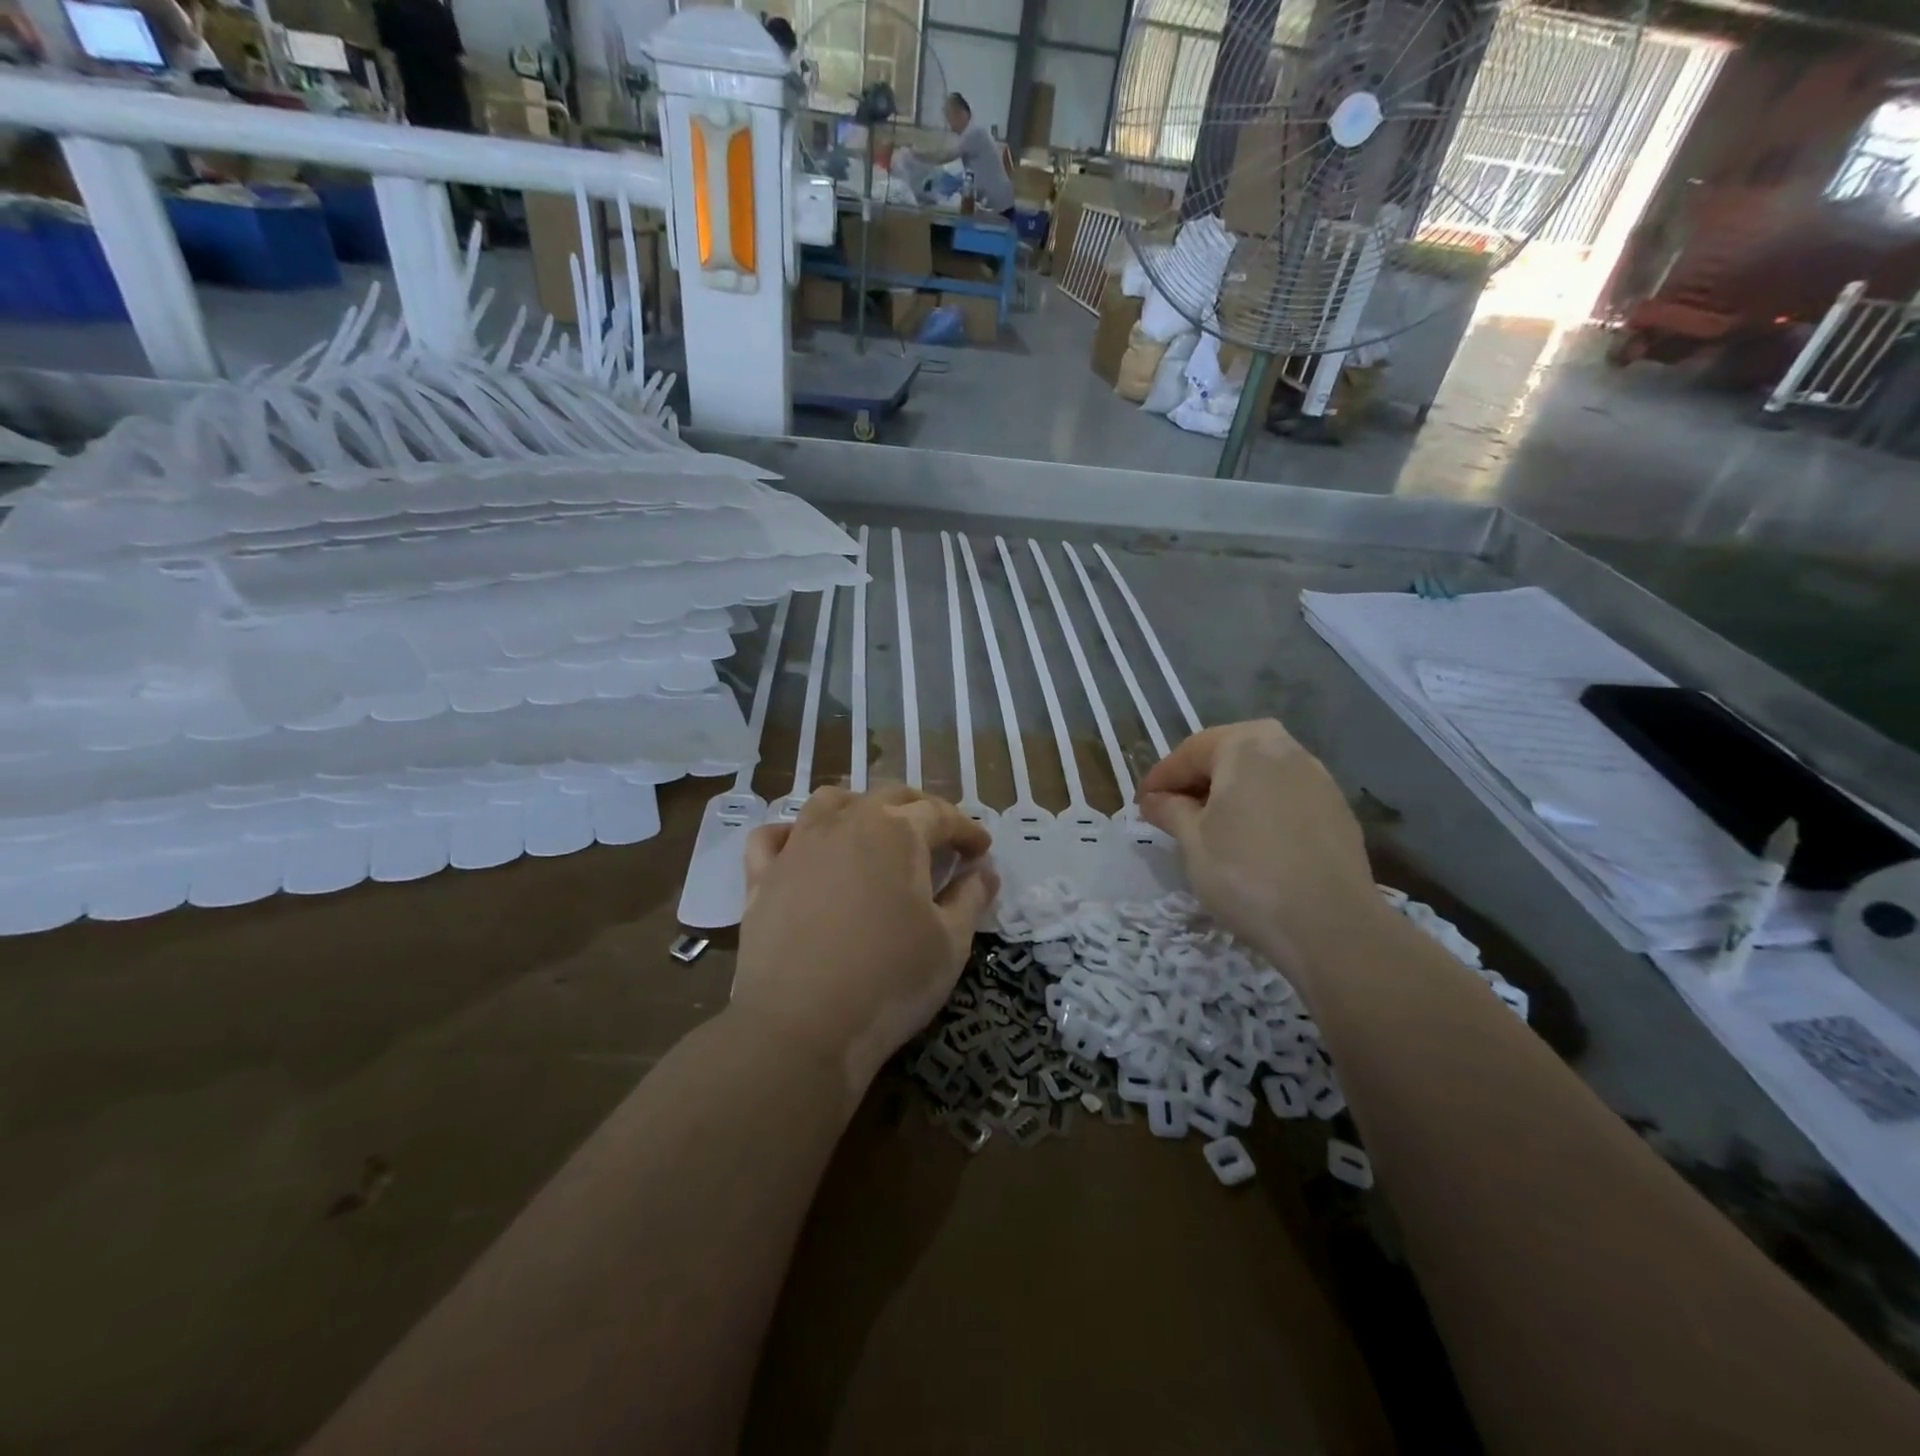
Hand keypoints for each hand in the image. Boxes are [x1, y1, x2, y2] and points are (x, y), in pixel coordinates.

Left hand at [734, 786, 997, 1089]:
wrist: (801, 1027)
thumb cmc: (890, 981)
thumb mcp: (950, 943)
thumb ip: (971, 899)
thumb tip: (984, 872)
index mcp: (896, 832)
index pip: (941, 815)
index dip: (967, 829)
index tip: (981, 850)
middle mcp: (846, 824)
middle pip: (888, 796)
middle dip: (921, 809)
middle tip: (939, 837)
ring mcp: (798, 846)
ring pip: (830, 802)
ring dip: (859, 807)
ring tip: (873, 831)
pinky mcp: (761, 876)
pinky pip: (772, 837)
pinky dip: (791, 834)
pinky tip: (802, 849)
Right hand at [1139, 719, 1380, 979]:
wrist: (1331, 926)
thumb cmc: (1245, 873)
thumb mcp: (1192, 841)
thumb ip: (1170, 810)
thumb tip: (1156, 800)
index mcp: (1246, 745)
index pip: (1190, 752)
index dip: (1160, 778)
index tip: (1141, 804)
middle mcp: (1287, 749)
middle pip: (1228, 756)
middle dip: (1197, 782)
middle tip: (1171, 812)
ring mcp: (1319, 779)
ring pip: (1259, 777)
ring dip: (1230, 795)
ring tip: (1208, 829)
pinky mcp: (1338, 811)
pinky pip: (1285, 799)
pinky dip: (1260, 811)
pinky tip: (1250, 843)